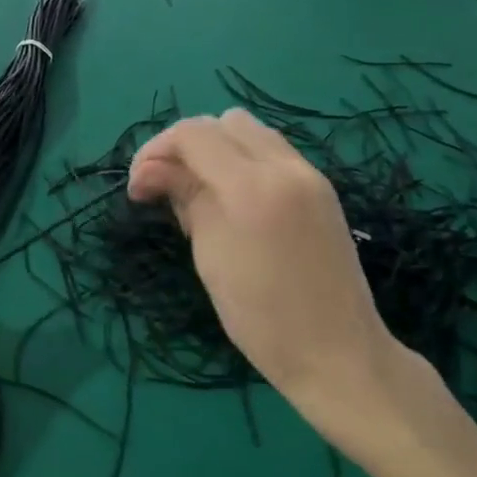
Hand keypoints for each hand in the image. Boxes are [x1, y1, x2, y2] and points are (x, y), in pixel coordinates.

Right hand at [127, 111, 429, 458]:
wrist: (338, 354)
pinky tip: (233, 199)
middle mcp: (284, 167)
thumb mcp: (209, 256)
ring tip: (200, 192)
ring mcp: (310, 175)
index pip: (192, 134)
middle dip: (186, 145)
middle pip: (223, 122)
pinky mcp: (322, 189)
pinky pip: (274, 153)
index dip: (155, 151)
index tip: (138, 188)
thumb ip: (185, 199)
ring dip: (217, 149)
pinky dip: (244, 161)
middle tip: (166, 186)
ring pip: (252, 132)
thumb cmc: (261, 317)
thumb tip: (154, 172)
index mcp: (251, 186)